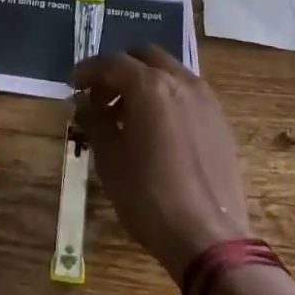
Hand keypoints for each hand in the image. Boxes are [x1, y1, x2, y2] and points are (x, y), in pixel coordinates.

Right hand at [72, 46, 250, 282]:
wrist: (209, 238)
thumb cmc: (150, 198)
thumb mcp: (110, 160)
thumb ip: (95, 122)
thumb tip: (85, 104)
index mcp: (150, 85)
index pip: (112, 63)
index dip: (89, 71)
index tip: (74, 84)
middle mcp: (180, 81)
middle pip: (144, 56)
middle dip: (119, 69)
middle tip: (101, 96)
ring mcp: (205, 98)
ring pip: (169, 71)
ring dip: (144, 81)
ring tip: (127, 113)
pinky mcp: (220, 119)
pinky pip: (187, 92)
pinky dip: (167, 96)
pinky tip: (156, 127)